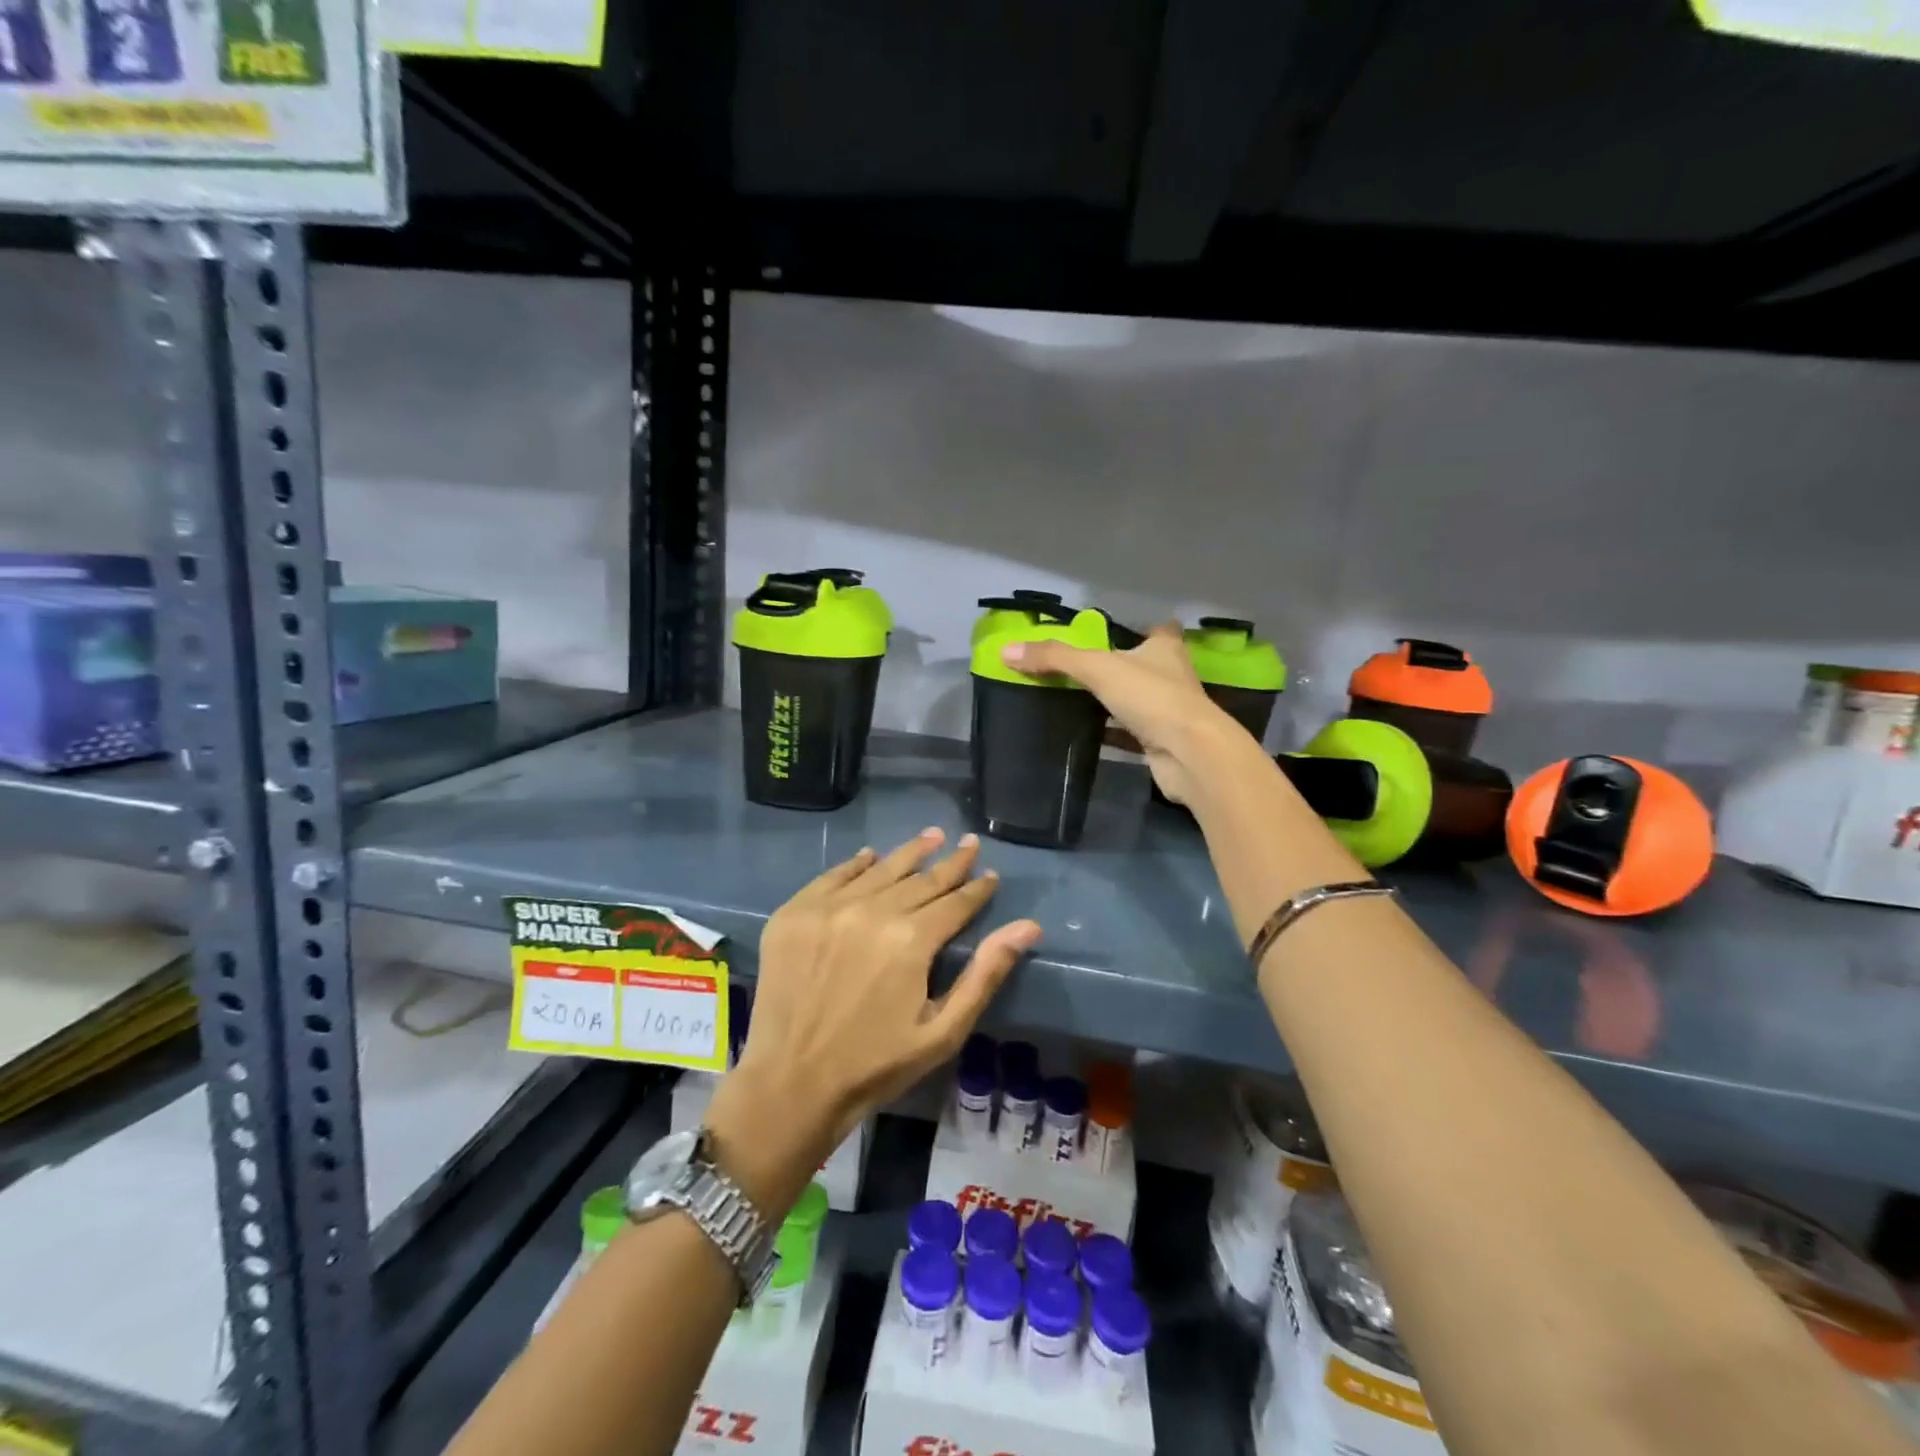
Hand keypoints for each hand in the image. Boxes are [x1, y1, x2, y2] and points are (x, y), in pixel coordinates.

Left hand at [706, 829, 1040, 1212]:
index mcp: (910, 939)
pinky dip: (856, 865)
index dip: (976, 889)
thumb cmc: (876, 1065)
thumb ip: (985, 974)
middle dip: (950, 863)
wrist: (790, 1084)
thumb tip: (1028, 926)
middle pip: (921, 879)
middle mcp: (871, 911)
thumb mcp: (943, 1031)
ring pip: (880, 869)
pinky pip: (832, 877)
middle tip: (968, 843)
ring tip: (931, 836)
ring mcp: (828, 908)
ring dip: (909, 853)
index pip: (954, 902)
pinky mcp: (794, 914)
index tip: (990, 875)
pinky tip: (870, 856)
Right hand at [1005, 622, 1242, 804]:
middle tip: (1080, 668)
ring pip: (1136, 700)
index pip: (1157, 629)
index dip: (1139, 628)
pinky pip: (1129, 732)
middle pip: (1143, 665)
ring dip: (1114, 700)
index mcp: (1164, 648)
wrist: (1190, 754)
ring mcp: (1169, 711)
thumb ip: (1054, 658)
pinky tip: (1086, 733)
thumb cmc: (1152, 698)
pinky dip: (1111, 732)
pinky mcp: (1161, 741)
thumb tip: (1006, 651)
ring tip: (1075, 698)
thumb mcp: (1098, 668)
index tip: (1113, 633)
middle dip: (1118, 666)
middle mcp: (1171, 675)